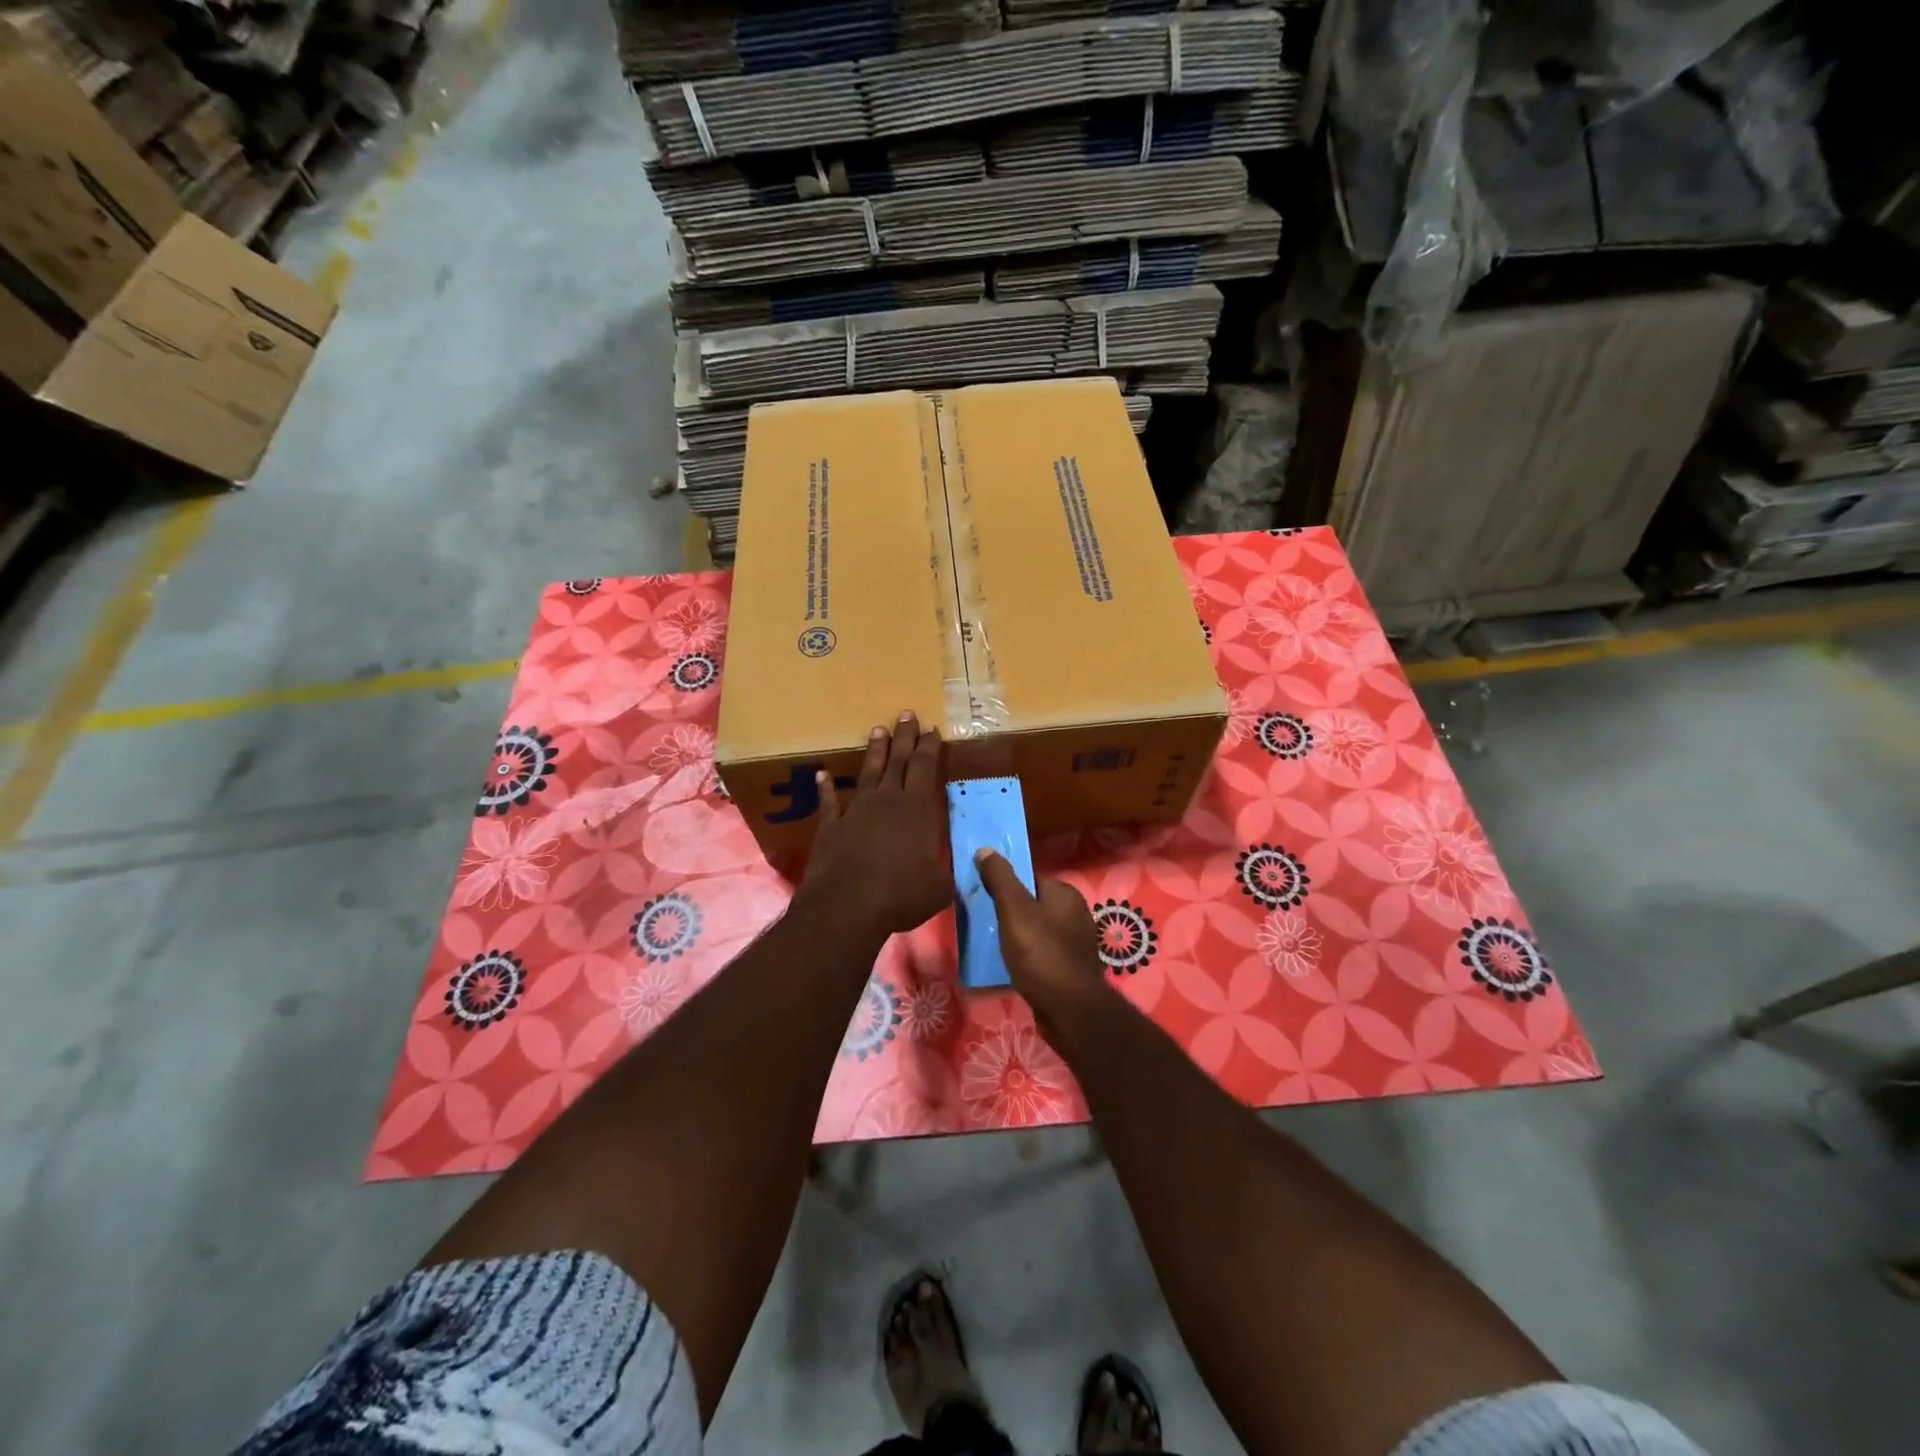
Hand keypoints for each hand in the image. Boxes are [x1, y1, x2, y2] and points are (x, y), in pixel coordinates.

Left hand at [800, 712, 951, 936]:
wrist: (848, 905)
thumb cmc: (902, 894)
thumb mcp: (939, 887)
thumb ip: (947, 873)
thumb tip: (958, 872)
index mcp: (918, 809)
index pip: (925, 768)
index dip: (929, 747)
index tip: (931, 728)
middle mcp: (887, 801)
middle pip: (898, 761)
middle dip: (904, 736)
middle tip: (906, 714)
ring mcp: (856, 810)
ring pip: (868, 773)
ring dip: (874, 751)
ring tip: (877, 730)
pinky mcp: (831, 826)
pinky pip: (829, 802)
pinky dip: (826, 788)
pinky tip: (822, 775)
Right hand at [973, 849, 1108, 1041]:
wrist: (1069, 1010)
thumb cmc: (1040, 953)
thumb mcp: (1014, 910)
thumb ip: (1000, 878)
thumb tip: (986, 849)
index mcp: (1066, 894)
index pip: (1030, 880)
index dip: (1006, 888)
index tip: (985, 900)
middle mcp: (1076, 914)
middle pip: (1033, 906)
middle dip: (1010, 915)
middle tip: (985, 925)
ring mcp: (1076, 944)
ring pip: (1037, 932)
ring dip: (1018, 938)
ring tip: (995, 948)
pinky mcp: (1071, 969)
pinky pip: (1042, 954)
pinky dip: (1028, 958)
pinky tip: (1014, 968)